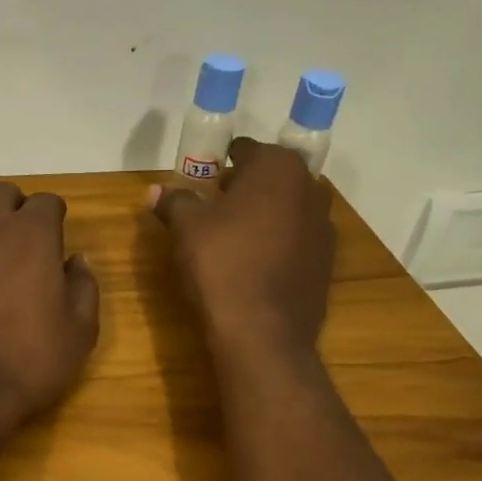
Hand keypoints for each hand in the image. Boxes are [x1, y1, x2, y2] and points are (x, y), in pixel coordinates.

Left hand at [0, 182, 101, 431]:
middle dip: (15, 208)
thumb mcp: (78, 334)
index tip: (56, 233)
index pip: (46, 202)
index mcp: (32, 234)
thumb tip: (77, 261)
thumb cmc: (23, 362)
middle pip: (2, 194)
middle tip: (22, 239)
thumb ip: (84, 288)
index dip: (54, 216)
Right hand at [150, 138, 334, 353]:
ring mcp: (324, 227)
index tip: (204, 176)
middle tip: (216, 202)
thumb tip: (155, 190)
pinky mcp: (327, 261)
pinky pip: (298, 238)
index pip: (247, 150)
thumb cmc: (222, 263)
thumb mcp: (186, 227)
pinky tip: (254, 262)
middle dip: (247, 185)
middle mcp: (310, 189)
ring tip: (234, 234)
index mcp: (278, 168)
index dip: (223, 160)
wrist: (262, 331)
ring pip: (289, 207)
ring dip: (265, 213)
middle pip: (273, 176)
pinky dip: (279, 241)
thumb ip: (174, 201)